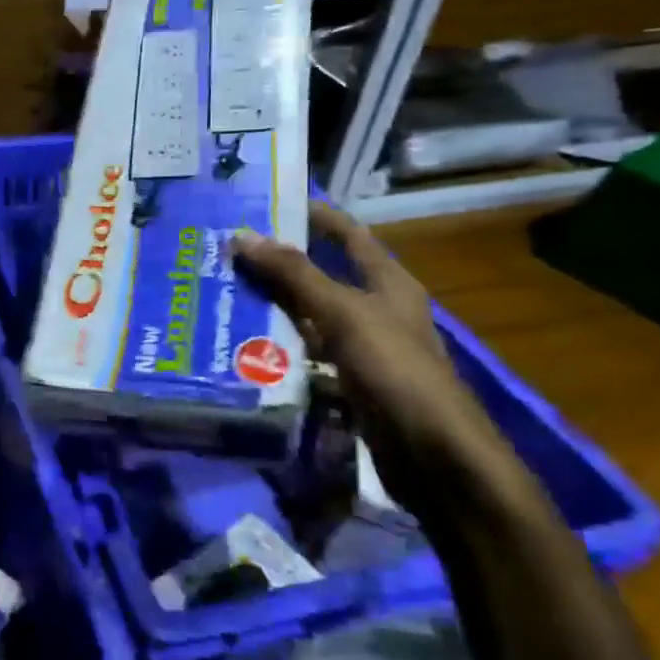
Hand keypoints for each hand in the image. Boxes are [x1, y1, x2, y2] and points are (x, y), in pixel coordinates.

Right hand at [231, 202, 507, 514]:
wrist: (433, 455)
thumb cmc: (394, 370)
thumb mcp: (343, 313)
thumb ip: (294, 275)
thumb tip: (242, 235)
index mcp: (387, 283)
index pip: (348, 235)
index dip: (315, 216)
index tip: (269, 203)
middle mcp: (376, 310)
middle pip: (323, 277)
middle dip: (279, 266)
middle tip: (229, 254)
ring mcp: (363, 349)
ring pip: (310, 318)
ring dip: (274, 309)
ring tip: (225, 296)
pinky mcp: (350, 383)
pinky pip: (308, 356)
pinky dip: (280, 350)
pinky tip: (245, 348)